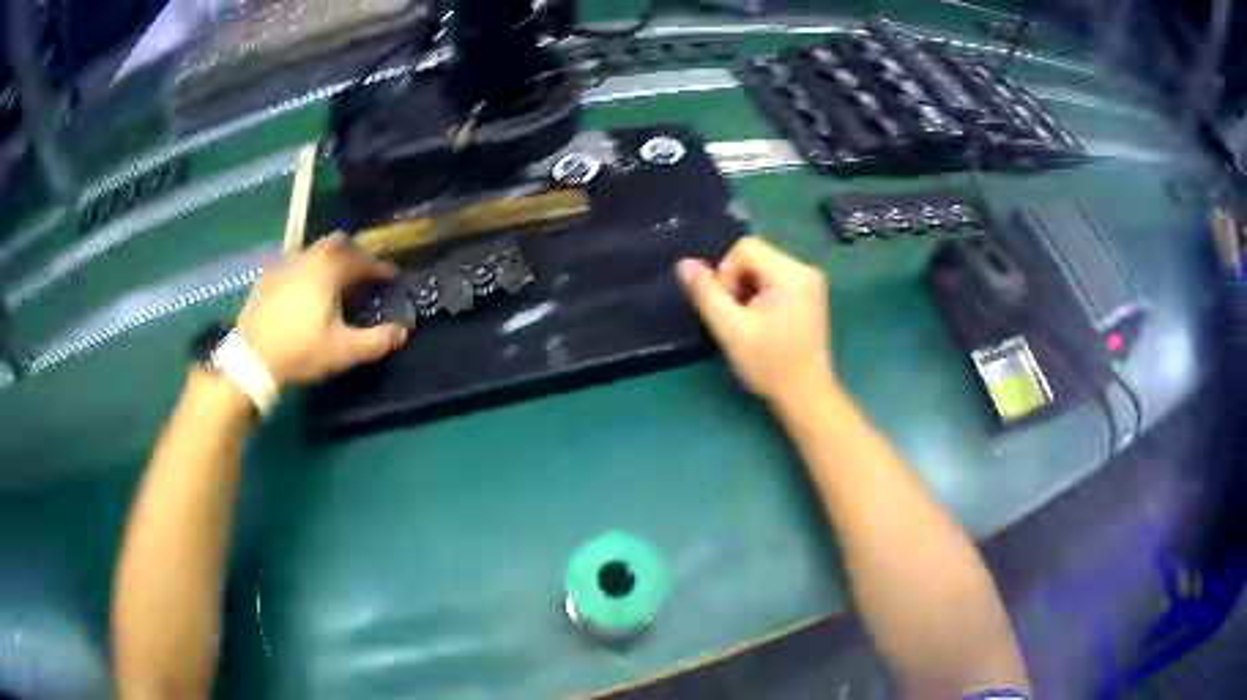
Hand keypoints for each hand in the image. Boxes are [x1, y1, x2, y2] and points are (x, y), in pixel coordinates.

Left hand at [237, 233, 409, 385]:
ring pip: (313, 251)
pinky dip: (306, 269)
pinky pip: (293, 262)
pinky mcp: (267, 277)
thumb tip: (403, 332)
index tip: (391, 276)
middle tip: (362, 272)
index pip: (361, 260)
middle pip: (336, 243)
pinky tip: (304, 288)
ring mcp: (283, 264)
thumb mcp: (343, 351)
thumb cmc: (301, 351)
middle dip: (353, 254)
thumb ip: (376, 341)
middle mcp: (307, 257)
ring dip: (328, 260)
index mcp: (328, 270)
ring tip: (334, 280)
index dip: (379, 267)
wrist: (251, 359)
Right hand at [677, 236, 834, 406]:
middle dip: (737, 282)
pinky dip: (762, 295)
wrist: (806, 395)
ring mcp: (812, 281)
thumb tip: (684, 263)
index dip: (726, 274)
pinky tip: (764, 322)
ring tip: (751, 322)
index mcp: (791, 273)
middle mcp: (806, 269)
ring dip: (748, 290)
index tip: (729, 308)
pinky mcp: (811, 294)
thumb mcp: (731, 330)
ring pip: (764, 267)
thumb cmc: (770, 365)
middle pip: (755, 256)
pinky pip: (776, 278)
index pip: (745, 248)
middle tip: (738, 318)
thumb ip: (706, 294)